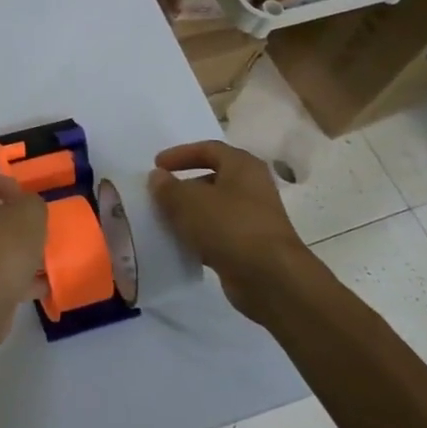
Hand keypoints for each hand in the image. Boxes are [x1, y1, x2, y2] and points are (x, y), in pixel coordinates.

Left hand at [0, 171, 47, 346]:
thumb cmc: (2, 244)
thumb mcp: (30, 213)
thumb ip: (32, 204)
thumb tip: (26, 207)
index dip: (3, 184)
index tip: (24, 197)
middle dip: (8, 220)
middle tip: (32, 227)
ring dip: (12, 251)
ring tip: (40, 258)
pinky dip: (12, 278)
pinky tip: (38, 286)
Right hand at [148, 141, 323, 323]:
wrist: (270, 278)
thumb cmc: (229, 226)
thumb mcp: (188, 201)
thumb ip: (168, 187)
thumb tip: (157, 177)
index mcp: (242, 166)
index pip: (208, 149)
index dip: (180, 154)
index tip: (156, 165)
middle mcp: (251, 188)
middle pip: (212, 179)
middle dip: (183, 186)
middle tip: (158, 195)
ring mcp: (252, 219)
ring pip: (213, 209)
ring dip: (188, 213)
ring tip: (162, 220)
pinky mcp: (249, 246)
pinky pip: (217, 234)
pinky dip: (198, 236)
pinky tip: (179, 244)